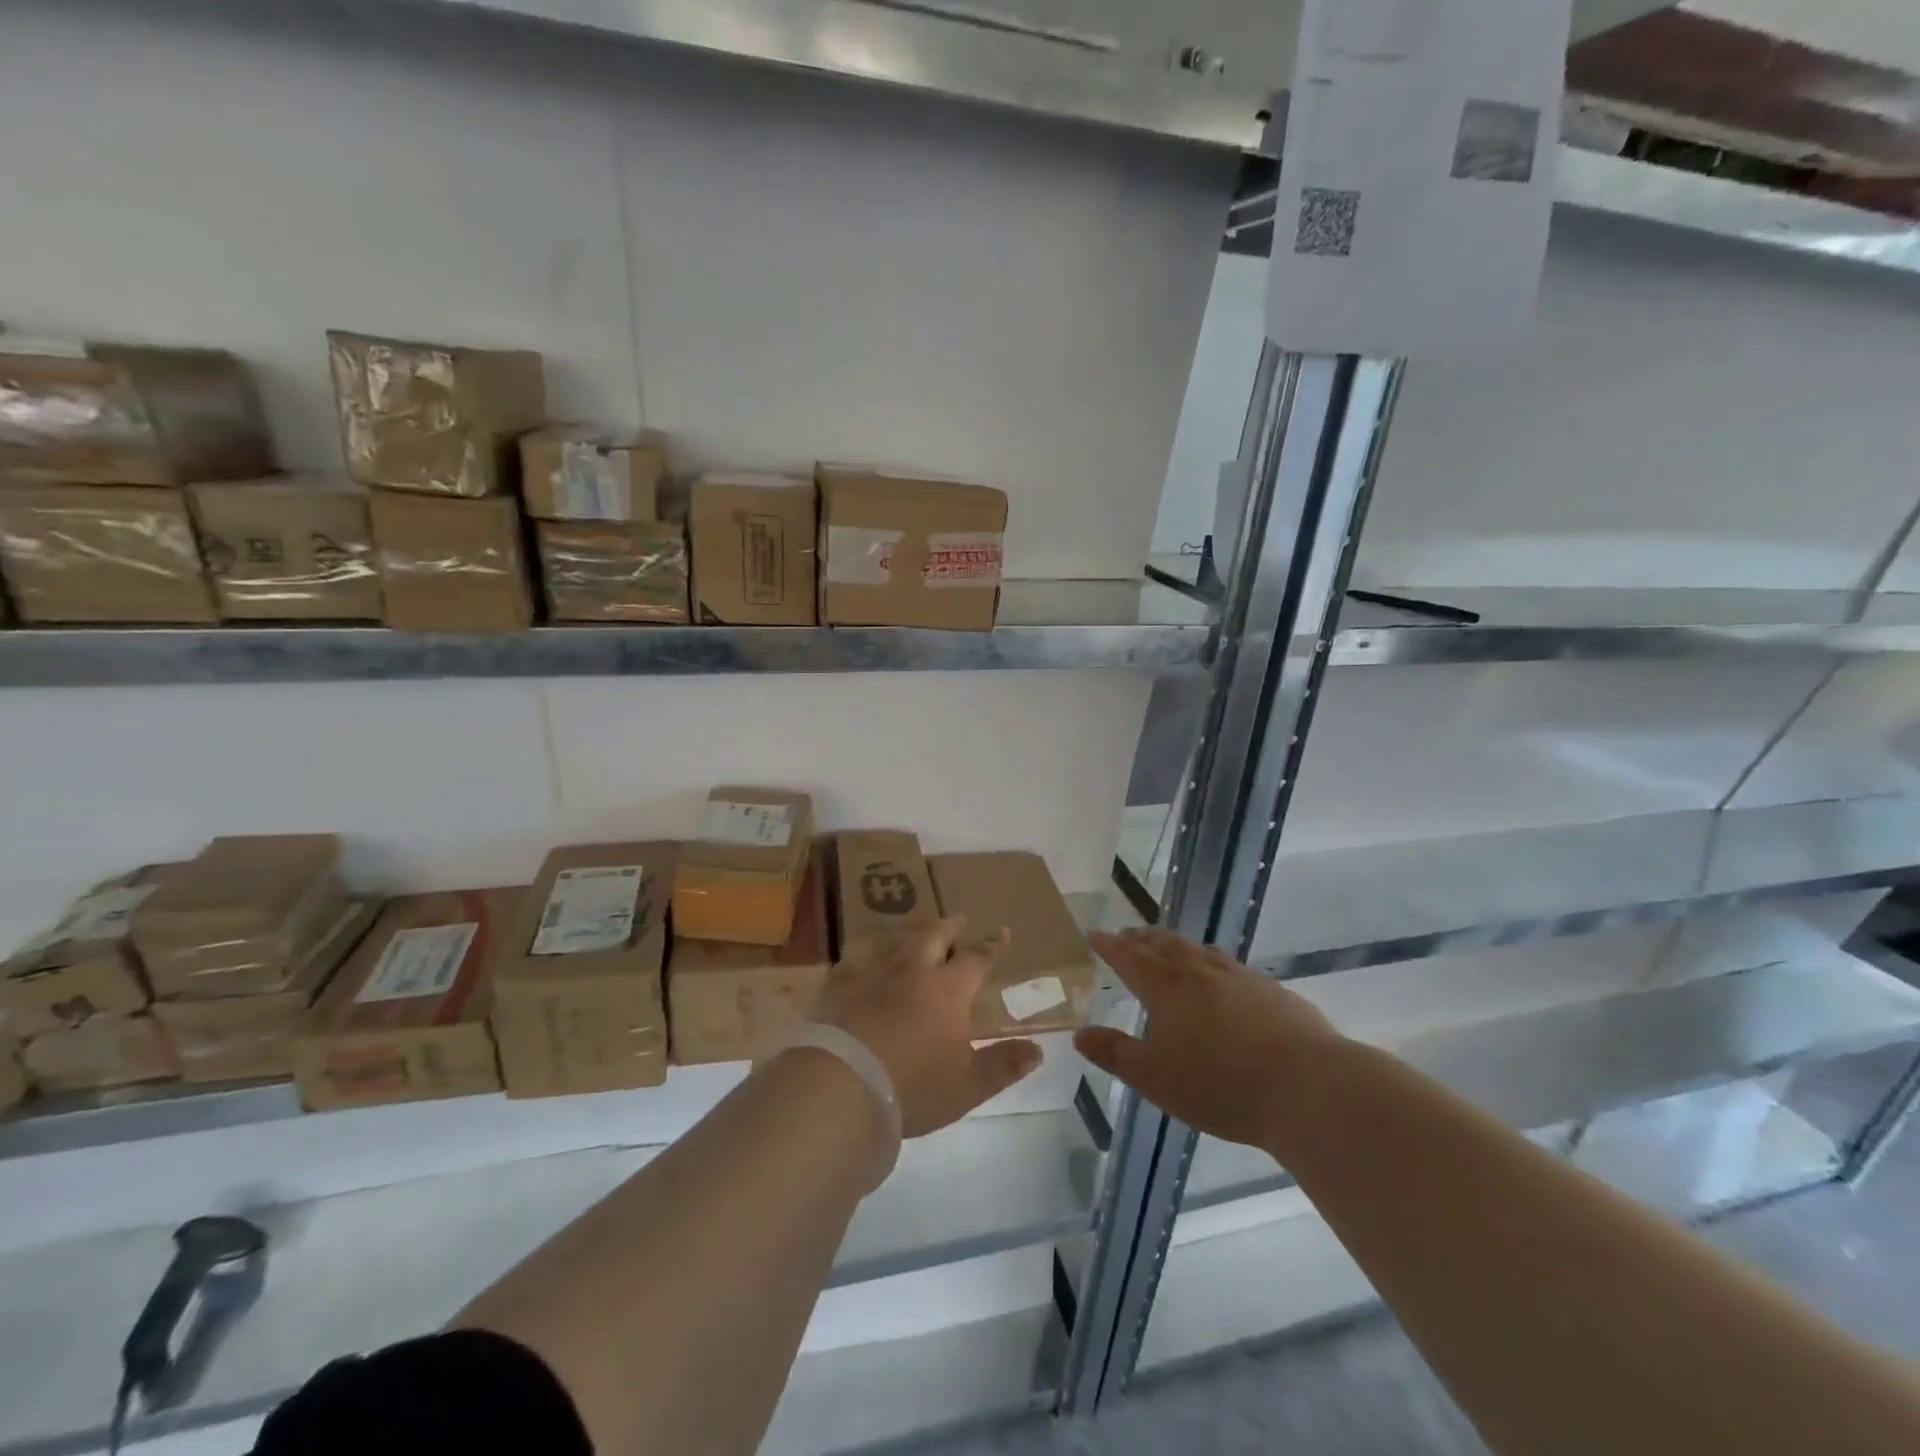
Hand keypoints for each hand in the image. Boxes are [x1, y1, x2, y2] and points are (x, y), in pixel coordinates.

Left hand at [812, 917, 1041, 1136]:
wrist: (843, 1086)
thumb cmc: (914, 1087)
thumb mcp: (968, 1086)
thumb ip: (1003, 1065)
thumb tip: (1038, 1050)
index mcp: (948, 990)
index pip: (976, 959)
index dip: (991, 946)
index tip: (1001, 932)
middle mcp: (912, 971)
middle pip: (933, 936)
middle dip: (950, 927)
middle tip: (958, 919)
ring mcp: (872, 974)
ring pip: (893, 942)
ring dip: (907, 936)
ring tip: (912, 935)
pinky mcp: (838, 986)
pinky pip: (852, 961)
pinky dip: (861, 957)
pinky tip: (858, 961)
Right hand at [1075, 927, 1346, 1148]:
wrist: (1307, 1087)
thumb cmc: (1220, 1085)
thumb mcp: (1155, 1078)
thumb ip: (1115, 1053)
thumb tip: (1079, 1033)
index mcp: (1167, 987)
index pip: (1130, 957)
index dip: (1110, 945)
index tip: (1094, 934)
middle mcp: (1200, 971)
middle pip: (1164, 945)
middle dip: (1141, 939)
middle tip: (1128, 934)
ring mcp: (1239, 976)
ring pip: (1198, 950)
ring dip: (1176, 944)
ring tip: (1168, 945)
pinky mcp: (1272, 990)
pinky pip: (1229, 965)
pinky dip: (1210, 961)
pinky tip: (1221, 975)